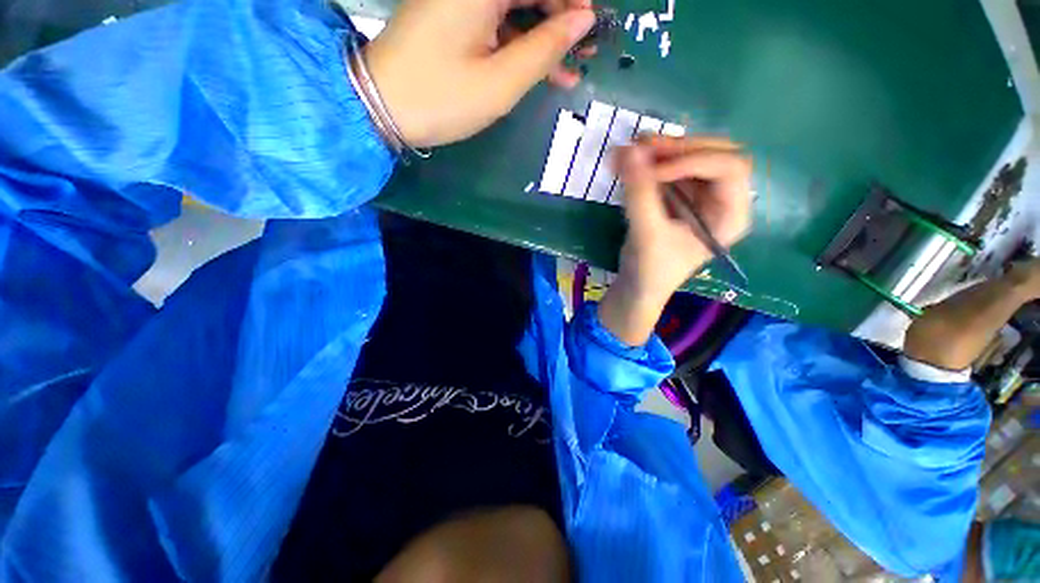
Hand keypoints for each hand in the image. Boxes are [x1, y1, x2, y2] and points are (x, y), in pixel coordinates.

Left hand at [361, 0, 595, 147]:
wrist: (382, 108)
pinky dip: (521, 46)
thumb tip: (583, 20)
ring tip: (571, 70)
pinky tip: (541, 72)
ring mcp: (461, 2)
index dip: (573, 1)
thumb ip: (545, 48)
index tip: (593, 28)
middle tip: (587, 52)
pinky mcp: (455, 21)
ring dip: (545, 38)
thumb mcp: (501, 82)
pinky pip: (499, 25)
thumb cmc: (442, 97)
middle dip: (562, 19)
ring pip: (517, 10)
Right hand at [599, 136, 752, 345]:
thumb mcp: (647, 234)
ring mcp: (699, 196)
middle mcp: (722, 199)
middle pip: (714, 154)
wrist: (636, 287)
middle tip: (642, 146)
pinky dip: (648, 163)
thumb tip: (629, 149)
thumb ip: (639, 193)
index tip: (654, 171)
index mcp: (731, 214)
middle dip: (678, 148)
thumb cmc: (651, 270)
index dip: (694, 160)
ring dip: (660, 151)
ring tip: (628, 151)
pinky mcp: (677, 198)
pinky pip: (668, 170)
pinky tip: (627, 162)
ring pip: (688, 158)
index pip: (730, 168)